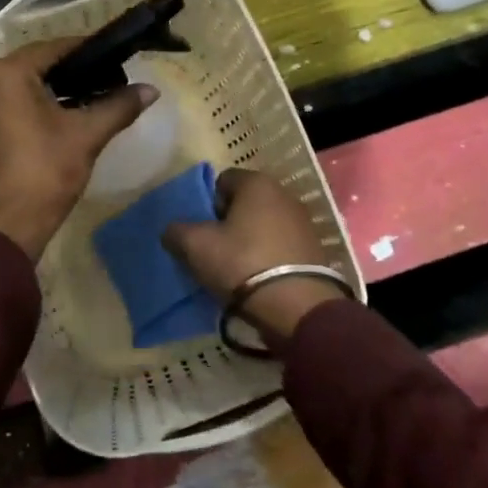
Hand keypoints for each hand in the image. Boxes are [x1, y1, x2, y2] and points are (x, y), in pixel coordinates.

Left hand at [0, 39, 156, 260]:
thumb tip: (151, 89)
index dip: (88, 50)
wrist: (3, 229)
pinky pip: (8, 106)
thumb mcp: (86, 136)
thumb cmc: (44, 173)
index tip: (116, 57)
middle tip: (107, 79)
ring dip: (53, 90)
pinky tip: (60, 121)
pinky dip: (33, 107)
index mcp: (8, 74)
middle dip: (72, 71)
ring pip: (21, 87)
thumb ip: (119, 106)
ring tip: (89, 100)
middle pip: (36, 65)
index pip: (55, 47)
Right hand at [163, 168, 345, 348]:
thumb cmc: (242, 263)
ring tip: (235, 268)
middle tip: (214, 249)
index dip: (206, 203)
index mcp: (257, 183)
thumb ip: (176, 231)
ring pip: (263, 225)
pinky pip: (280, 246)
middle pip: (244, 203)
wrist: (296, 307)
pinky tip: (258, 279)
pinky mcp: (315, 250)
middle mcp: (284, 194)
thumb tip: (172, 231)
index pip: (222, 180)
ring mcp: (303, 222)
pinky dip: (268, 257)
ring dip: (249, 240)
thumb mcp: (195, 246)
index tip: (201, 229)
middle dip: (228, 222)